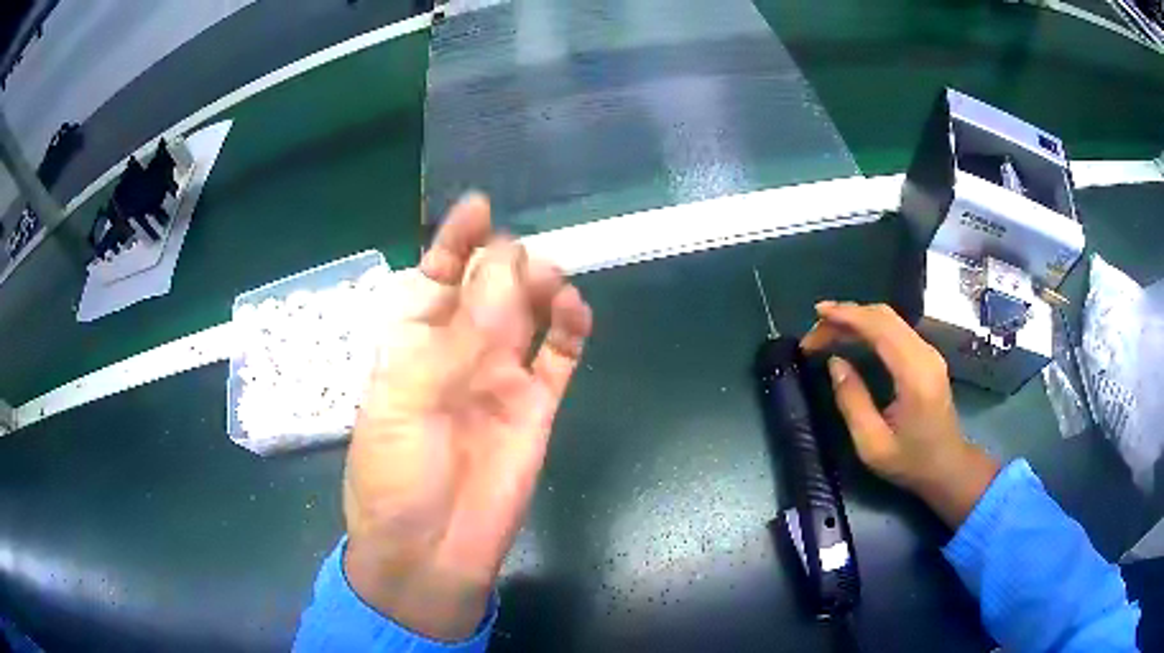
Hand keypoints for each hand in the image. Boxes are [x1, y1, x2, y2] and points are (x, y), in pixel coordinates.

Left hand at [342, 194, 592, 639]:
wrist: (430, 549)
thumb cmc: (396, 474)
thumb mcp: (407, 397)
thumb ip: (459, 335)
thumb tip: (507, 267)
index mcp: (412, 340)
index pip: (435, 274)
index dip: (454, 241)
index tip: (479, 206)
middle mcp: (459, 349)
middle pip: (488, 284)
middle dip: (502, 262)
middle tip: (515, 265)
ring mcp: (502, 375)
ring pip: (528, 311)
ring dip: (540, 286)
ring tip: (549, 284)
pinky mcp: (538, 404)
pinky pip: (559, 356)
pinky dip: (571, 329)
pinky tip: (575, 312)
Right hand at [801, 302, 998, 527]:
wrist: (948, 466)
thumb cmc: (911, 462)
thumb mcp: (873, 445)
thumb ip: (853, 402)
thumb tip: (835, 363)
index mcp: (914, 375)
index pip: (880, 327)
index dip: (847, 315)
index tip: (817, 314)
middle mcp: (925, 354)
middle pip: (884, 316)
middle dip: (846, 316)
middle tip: (814, 333)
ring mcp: (928, 353)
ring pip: (889, 319)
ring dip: (856, 320)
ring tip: (826, 333)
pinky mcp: (926, 357)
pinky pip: (895, 329)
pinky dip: (869, 327)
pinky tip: (851, 337)